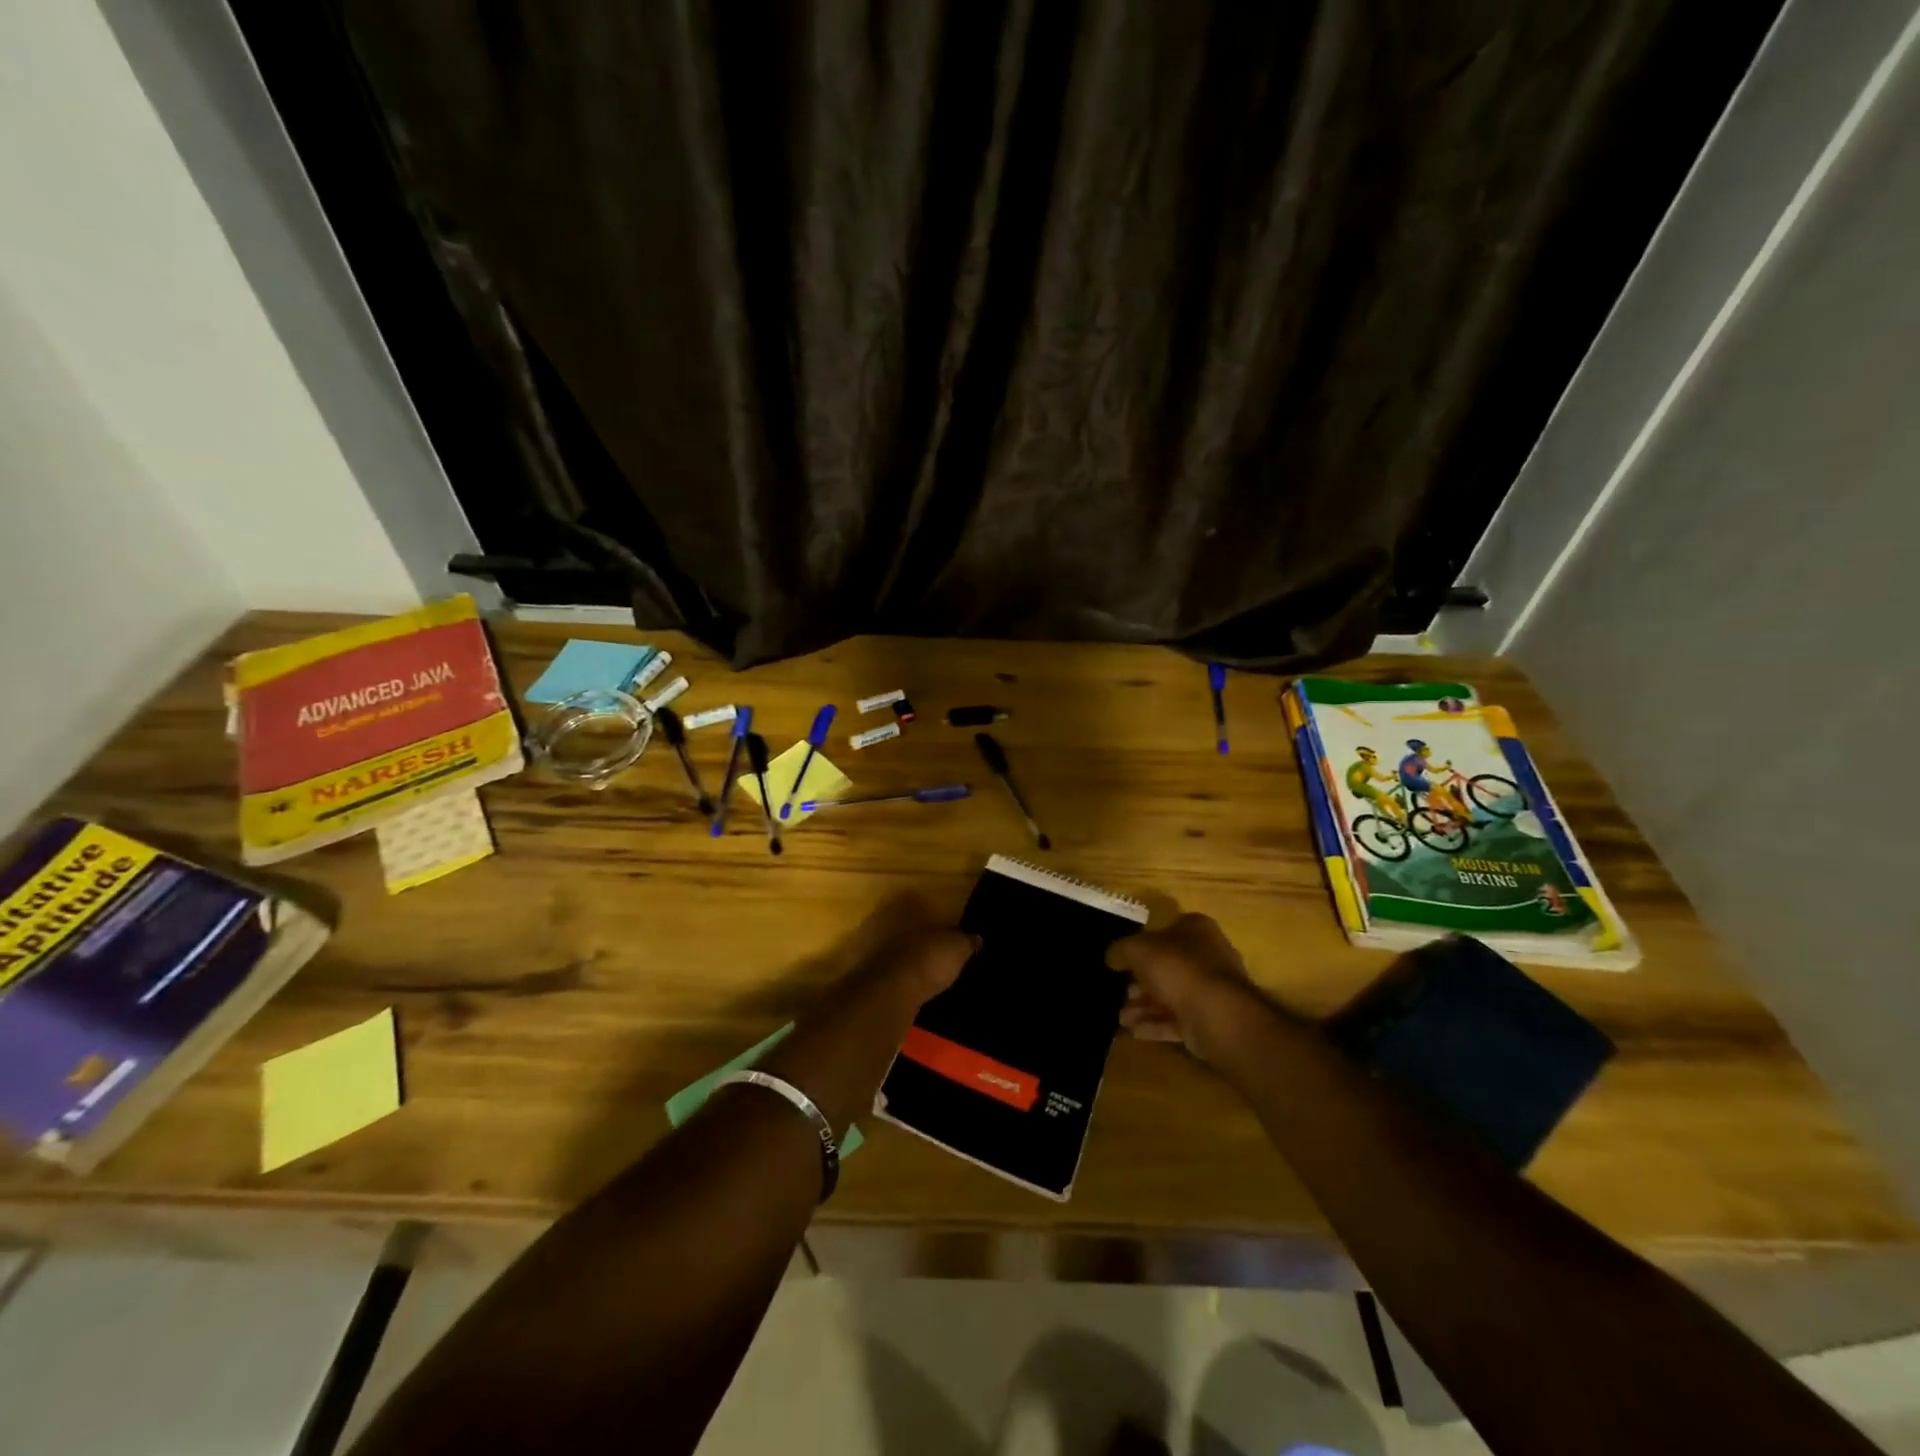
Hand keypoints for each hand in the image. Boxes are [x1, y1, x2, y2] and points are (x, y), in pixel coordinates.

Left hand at [836, 893, 975, 1007]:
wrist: (884, 995)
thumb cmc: (924, 960)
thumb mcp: (957, 949)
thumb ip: (967, 940)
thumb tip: (977, 938)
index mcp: (904, 903)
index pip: (922, 903)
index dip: (937, 919)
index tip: (948, 934)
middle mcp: (880, 916)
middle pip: (903, 924)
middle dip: (917, 938)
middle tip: (936, 955)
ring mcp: (864, 943)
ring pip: (889, 947)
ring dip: (903, 959)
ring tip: (924, 976)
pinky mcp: (857, 970)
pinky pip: (881, 971)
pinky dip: (892, 979)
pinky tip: (907, 991)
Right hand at [1107, 913, 1264, 1060]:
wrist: (1217, 1014)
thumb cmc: (1178, 968)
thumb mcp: (1138, 950)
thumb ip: (1121, 950)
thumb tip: (1112, 956)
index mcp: (1196, 929)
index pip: (1166, 930)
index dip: (1143, 944)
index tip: (1123, 961)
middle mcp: (1208, 956)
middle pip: (1167, 966)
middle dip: (1141, 982)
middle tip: (1120, 993)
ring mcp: (1211, 990)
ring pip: (1171, 995)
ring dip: (1144, 1006)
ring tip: (1122, 1018)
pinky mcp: (1210, 1019)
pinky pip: (1177, 1020)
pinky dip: (1156, 1025)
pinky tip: (1133, 1031)